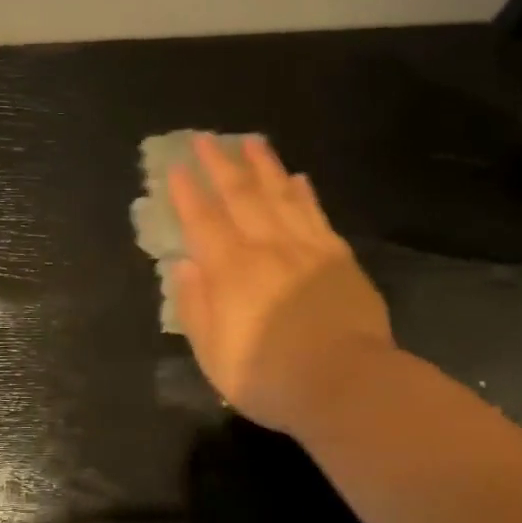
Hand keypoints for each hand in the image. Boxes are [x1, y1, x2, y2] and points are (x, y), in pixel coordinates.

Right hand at [167, 134, 395, 435]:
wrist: (346, 384)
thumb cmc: (269, 377)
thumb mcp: (213, 353)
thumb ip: (195, 306)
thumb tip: (182, 265)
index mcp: (230, 271)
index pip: (203, 221)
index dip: (187, 193)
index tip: (176, 167)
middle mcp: (266, 248)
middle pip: (240, 196)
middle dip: (220, 164)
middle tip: (206, 138)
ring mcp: (306, 249)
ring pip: (280, 195)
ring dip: (263, 166)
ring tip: (251, 141)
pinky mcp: (338, 258)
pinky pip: (316, 215)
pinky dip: (303, 193)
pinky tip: (298, 178)